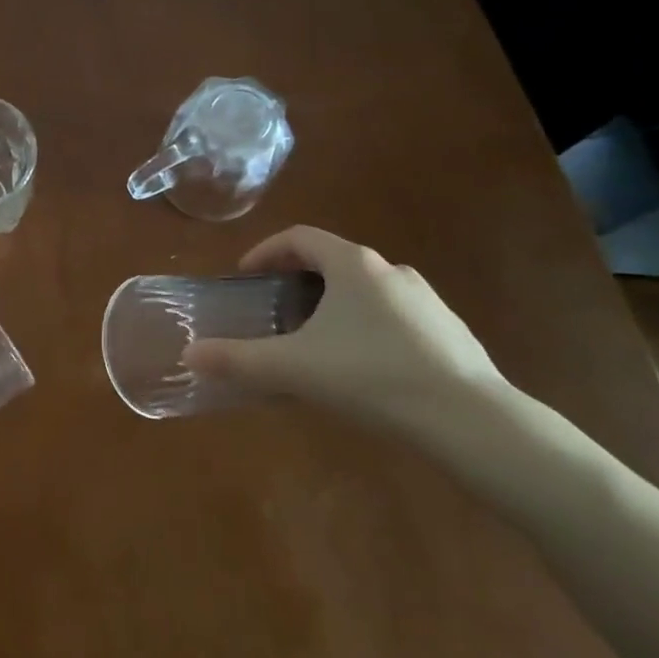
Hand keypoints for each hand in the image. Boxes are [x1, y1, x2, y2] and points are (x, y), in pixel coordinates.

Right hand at [181, 225, 506, 443]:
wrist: (470, 420)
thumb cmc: (370, 376)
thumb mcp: (293, 368)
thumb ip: (237, 360)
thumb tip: (188, 355)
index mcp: (352, 265)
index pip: (300, 237)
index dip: (266, 251)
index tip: (246, 275)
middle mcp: (390, 270)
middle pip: (333, 261)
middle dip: (298, 280)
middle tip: (276, 311)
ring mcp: (425, 299)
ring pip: (366, 289)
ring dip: (335, 304)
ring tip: (317, 341)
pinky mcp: (449, 330)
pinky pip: (394, 316)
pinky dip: (368, 327)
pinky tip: (363, 368)